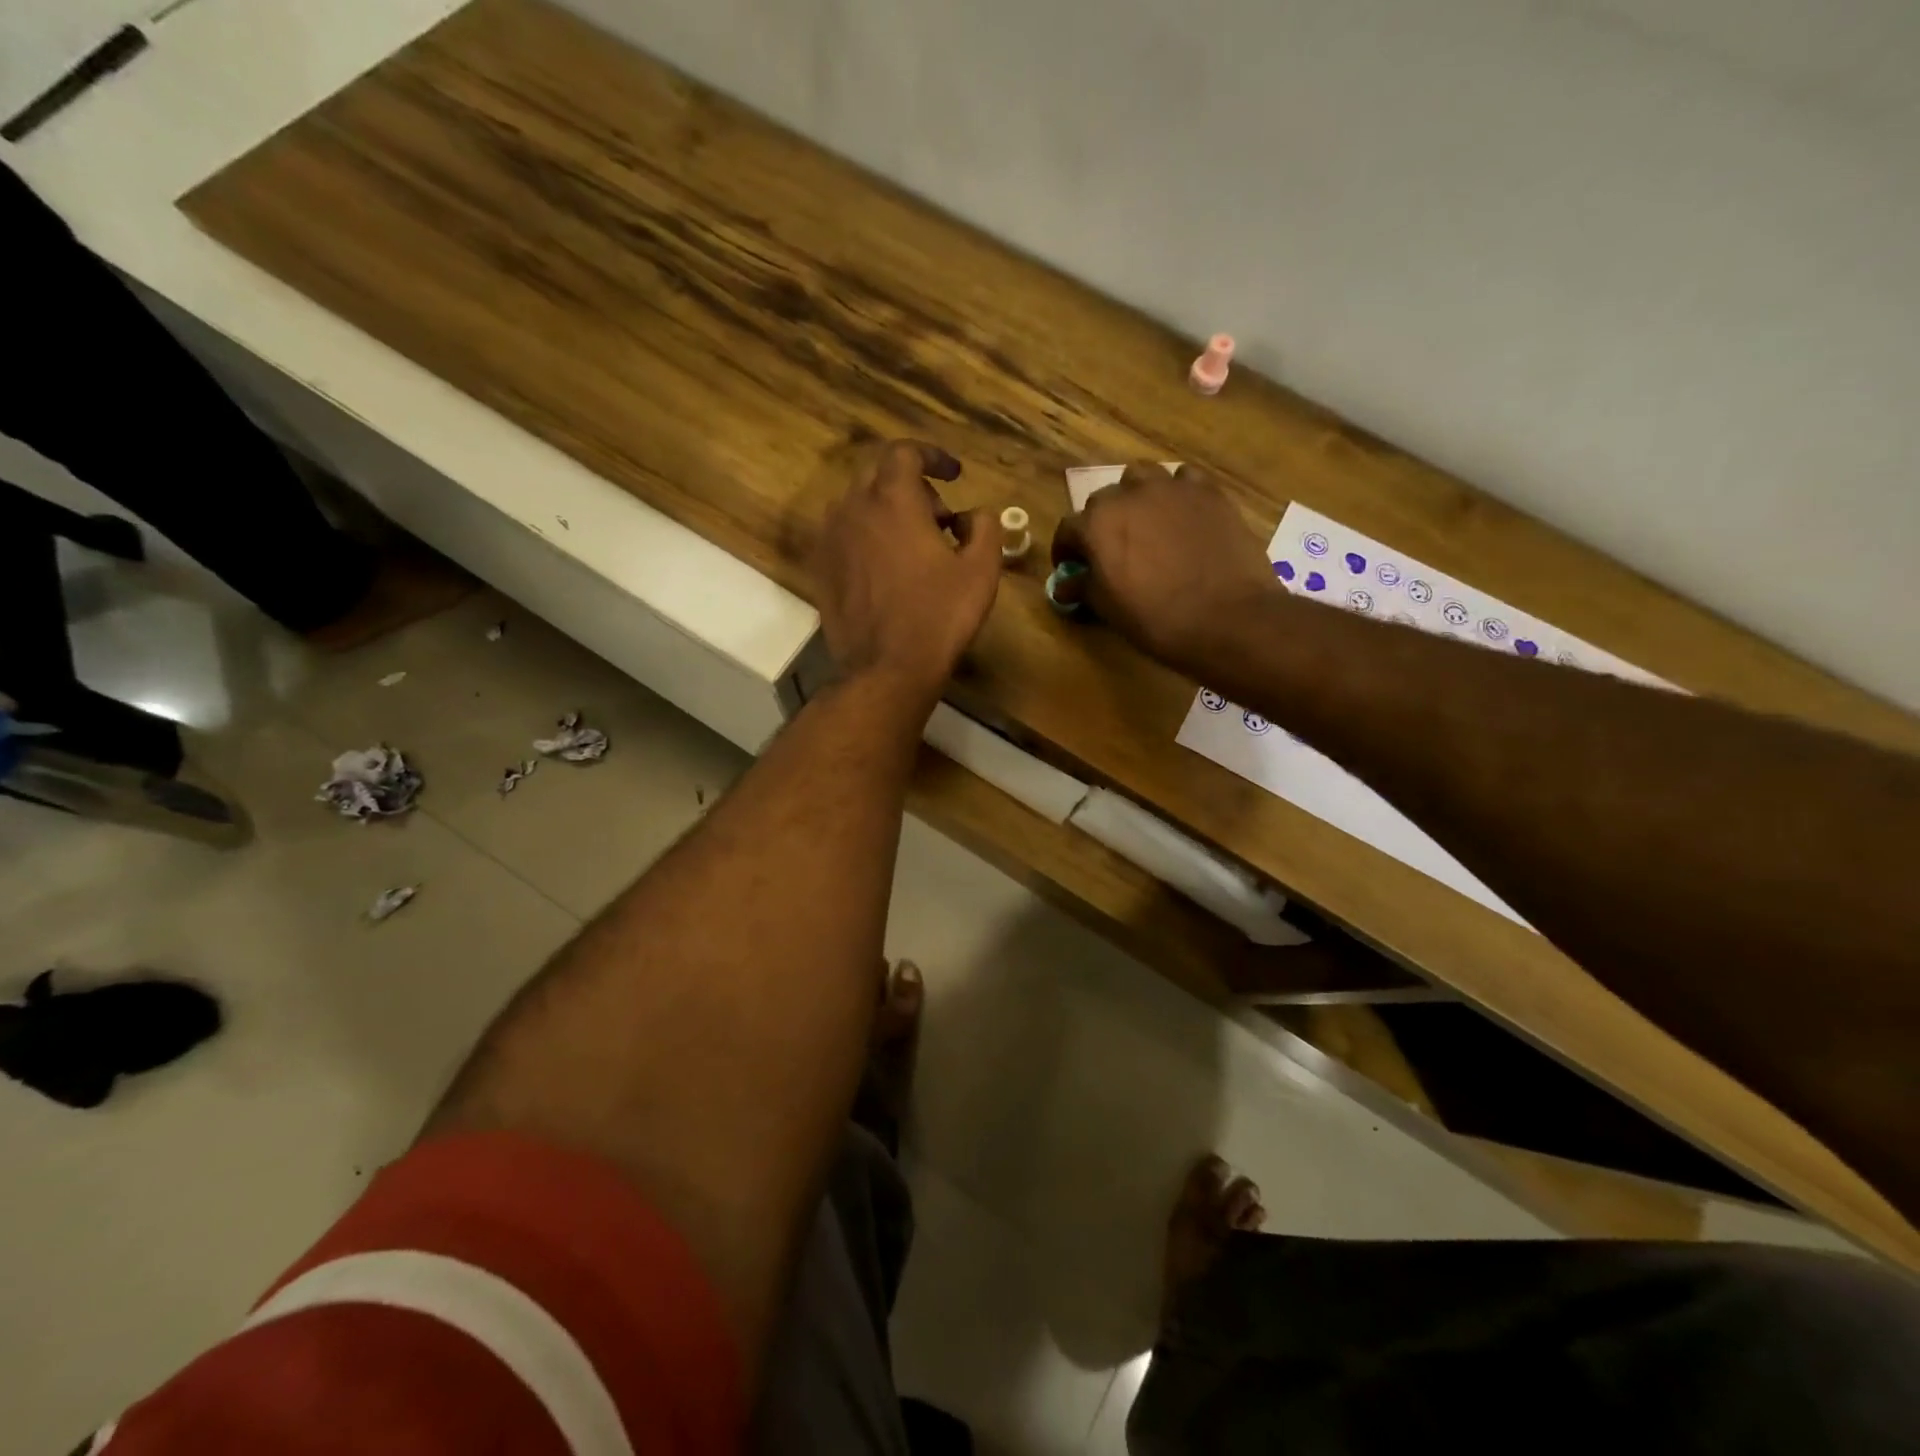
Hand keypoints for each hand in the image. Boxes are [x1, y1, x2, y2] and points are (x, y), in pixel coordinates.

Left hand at [811, 439, 1000, 706]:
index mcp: (892, 499)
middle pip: (880, 475)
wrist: (886, 669)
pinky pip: (844, 534)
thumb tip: (971, 515)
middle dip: (914, 487)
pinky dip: (868, 536)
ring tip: (914, 546)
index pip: (905, 452)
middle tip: (941, 520)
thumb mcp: (981, 570)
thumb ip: (984, 526)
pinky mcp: (820, 568)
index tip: (955, 475)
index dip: (933, 456)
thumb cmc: (939, 617)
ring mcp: (831, 539)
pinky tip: (887, 568)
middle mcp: (853, 508)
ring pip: (859, 505)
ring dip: (888, 512)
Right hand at [1051, 462, 1275, 667]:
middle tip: (1110, 549)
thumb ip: (1083, 588)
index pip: (1068, 528)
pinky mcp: (1209, 492)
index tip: (1071, 566)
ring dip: (1136, 497)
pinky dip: (1176, 494)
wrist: (1227, 617)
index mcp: (1097, 524)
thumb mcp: (1109, 609)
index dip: (1066, 549)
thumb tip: (1064, 585)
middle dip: (1101, 522)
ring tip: (1145, 522)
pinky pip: (1184, 480)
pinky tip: (1182, 516)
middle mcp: (1129, 494)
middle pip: (1104, 499)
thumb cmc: (1156, 619)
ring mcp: (1172, 488)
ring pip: (1142, 478)